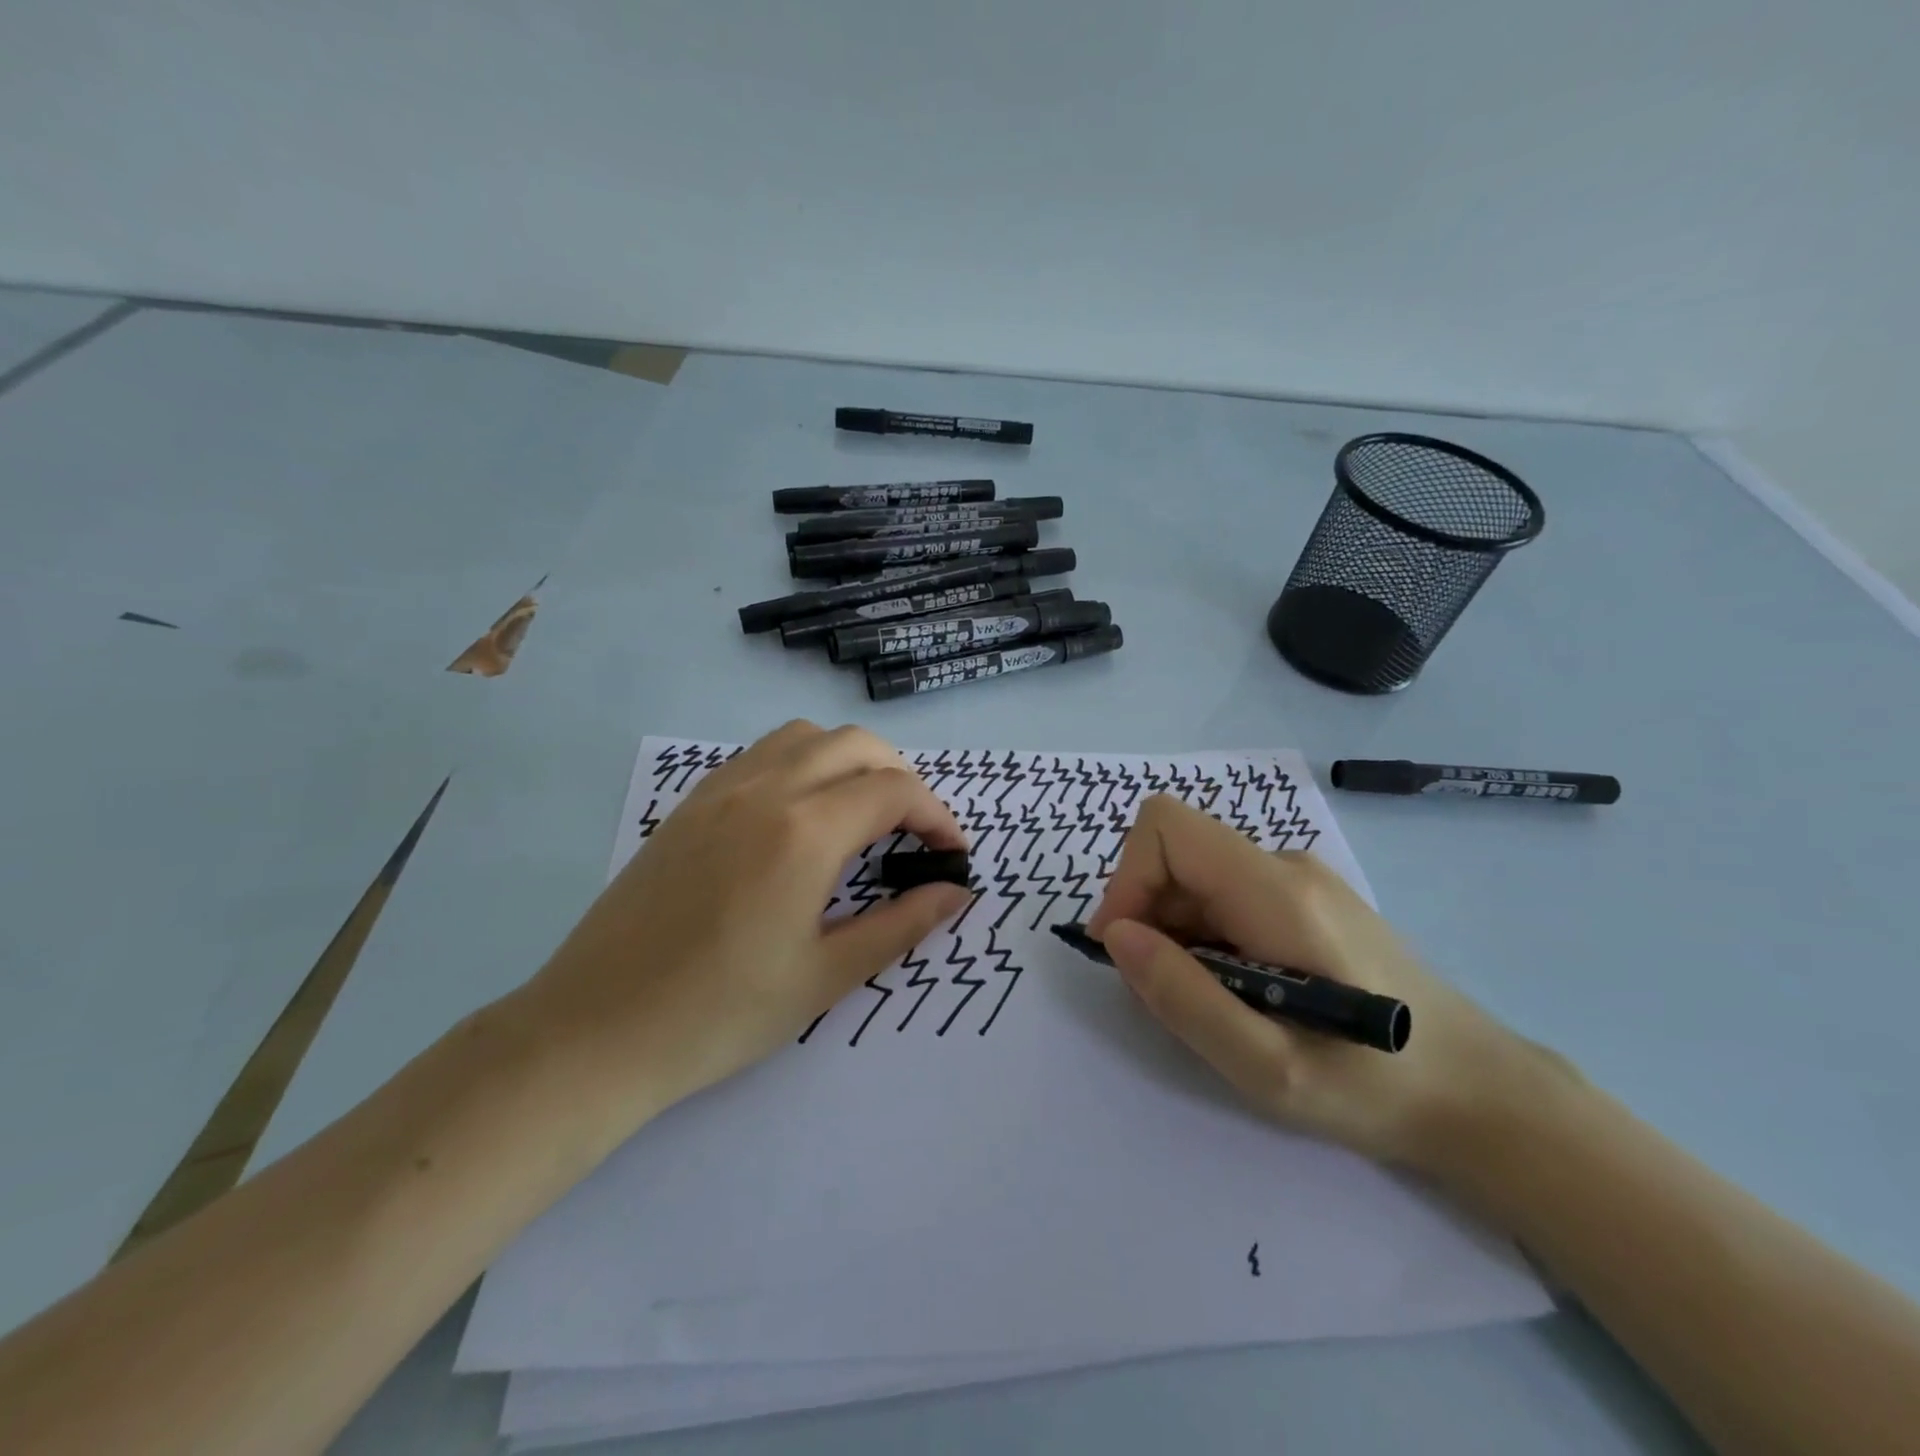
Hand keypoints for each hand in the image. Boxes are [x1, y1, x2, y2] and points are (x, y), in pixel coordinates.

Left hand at [521, 721, 972, 1130]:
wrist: (595, 1032)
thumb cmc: (719, 1014)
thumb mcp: (825, 976)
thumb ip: (901, 925)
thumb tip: (955, 894)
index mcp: (804, 831)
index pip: (895, 791)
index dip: (937, 817)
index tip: (952, 856)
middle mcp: (765, 790)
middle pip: (856, 745)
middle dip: (901, 779)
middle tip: (912, 834)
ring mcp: (720, 790)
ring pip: (805, 737)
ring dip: (850, 761)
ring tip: (860, 816)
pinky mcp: (689, 804)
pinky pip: (761, 755)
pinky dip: (802, 765)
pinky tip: (799, 819)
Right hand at [1086, 794, 1556, 1177]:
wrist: (1483, 1093)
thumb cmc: (1377, 1087)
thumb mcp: (1267, 1066)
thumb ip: (1183, 997)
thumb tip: (1115, 936)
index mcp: (1277, 891)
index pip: (1167, 826)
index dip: (1129, 878)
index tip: (1128, 948)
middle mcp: (1286, 865)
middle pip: (1178, 854)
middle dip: (1149, 917)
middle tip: (1173, 995)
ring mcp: (1301, 879)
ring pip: (1198, 877)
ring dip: (1178, 933)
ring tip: (1218, 1005)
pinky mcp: (1308, 899)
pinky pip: (1227, 895)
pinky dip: (1207, 936)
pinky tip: (1245, 992)